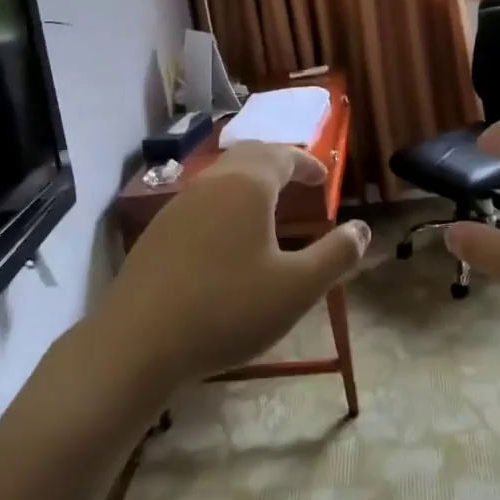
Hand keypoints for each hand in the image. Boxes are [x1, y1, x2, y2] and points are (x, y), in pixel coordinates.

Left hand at [99, 142, 369, 392]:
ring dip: (250, 183)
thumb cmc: (227, 309)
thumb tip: (362, 229)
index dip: (308, 162)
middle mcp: (211, 183)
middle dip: (278, 163)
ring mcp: (178, 205)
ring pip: (222, 177)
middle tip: (299, 181)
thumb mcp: (296, 288)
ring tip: (267, 208)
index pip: (283, 155)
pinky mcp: (157, 231)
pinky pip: (201, 201)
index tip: (324, 178)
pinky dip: (225, 204)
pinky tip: (227, 239)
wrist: (137, 343)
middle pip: (249, 156)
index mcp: (247, 186)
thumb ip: (336, 255)